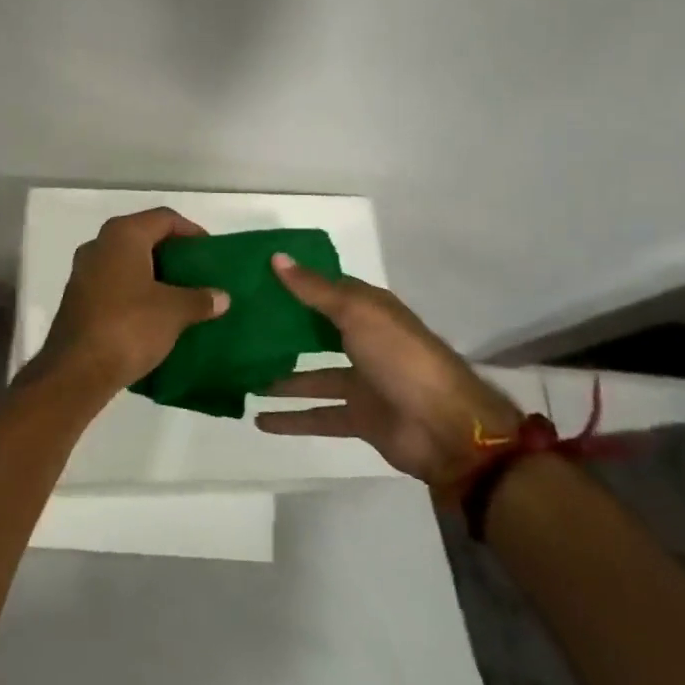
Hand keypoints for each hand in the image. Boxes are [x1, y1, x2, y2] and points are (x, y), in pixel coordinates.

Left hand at [36, 208, 228, 394]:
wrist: (76, 370)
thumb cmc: (129, 326)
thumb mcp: (174, 312)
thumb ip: (200, 299)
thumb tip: (222, 297)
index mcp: (123, 235)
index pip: (164, 218)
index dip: (191, 231)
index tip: (210, 253)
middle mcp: (99, 244)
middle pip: (144, 237)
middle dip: (172, 254)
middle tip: (198, 273)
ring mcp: (84, 271)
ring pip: (128, 262)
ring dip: (154, 275)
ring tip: (181, 295)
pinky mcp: (78, 298)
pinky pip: (114, 283)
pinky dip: (136, 291)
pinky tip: (154, 314)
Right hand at [254, 255, 519, 491]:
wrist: (445, 427)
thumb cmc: (401, 357)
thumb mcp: (357, 313)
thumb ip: (315, 290)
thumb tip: (276, 257)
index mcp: (369, 311)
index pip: (326, 289)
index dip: (295, 283)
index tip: (256, 278)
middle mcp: (364, 342)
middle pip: (317, 332)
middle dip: (283, 330)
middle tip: (239, 327)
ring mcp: (362, 382)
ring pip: (312, 376)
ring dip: (281, 377)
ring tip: (242, 375)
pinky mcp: (359, 418)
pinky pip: (318, 415)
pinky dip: (291, 418)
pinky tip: (259, 419)